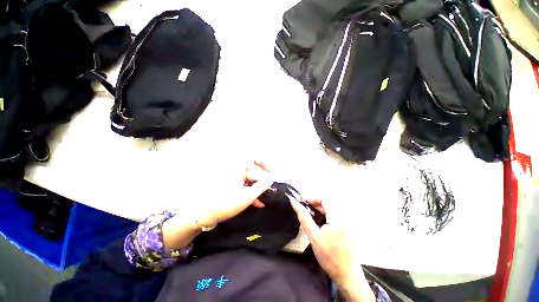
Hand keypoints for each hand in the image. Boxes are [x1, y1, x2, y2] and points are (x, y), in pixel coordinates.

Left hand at [163, 161, 272, 249]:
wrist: (204, 215)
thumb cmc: (227, 202)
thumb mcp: (248, 195)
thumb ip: (262, 185)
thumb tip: (271, 178)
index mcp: (238, 167)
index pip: (254, 158)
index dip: (265, 164)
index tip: (272, 173)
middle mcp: (235, 169)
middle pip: (253, 171)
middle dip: (263, 180)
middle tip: (271, 190)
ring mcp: (232, 178)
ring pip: (249, 180)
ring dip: (257, 188)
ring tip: (266, 198)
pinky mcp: (230, 185)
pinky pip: (243, 185)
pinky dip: (250, 192)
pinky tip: (257, 202)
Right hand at [289, 198, 374, 301]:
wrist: (347, 275)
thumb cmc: (329, 257)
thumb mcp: (313, 236)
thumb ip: (303, 217)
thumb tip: (294, 202)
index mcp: (338, 218)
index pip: (325, 198)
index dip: (312, 197)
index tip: (302, 201)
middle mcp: (345, 217)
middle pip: (329, 201)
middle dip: (315, 202)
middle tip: (305, 208)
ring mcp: (348, 221)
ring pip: (332, 207)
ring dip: (320, 208)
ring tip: (310, 214)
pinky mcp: (348, 226)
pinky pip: (335, 213)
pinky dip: (326, 213)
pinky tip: (319, 220)